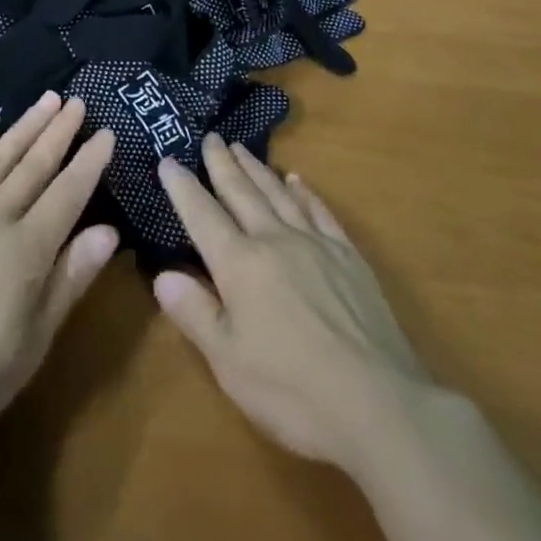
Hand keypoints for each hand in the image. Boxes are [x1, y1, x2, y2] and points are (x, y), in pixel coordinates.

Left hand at [0, 94, 116, 540]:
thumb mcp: (34, 344)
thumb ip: (70, 280)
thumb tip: (110, 231)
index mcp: (26, 250)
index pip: (68, 193)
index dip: (89, 162)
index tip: (106, 132)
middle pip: (33, 165)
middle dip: (59, 132)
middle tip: (77, 102)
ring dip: (23, 126)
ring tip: (46, 100)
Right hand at [155, 135, 540, 540]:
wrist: (378, 403)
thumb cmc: (293, 390)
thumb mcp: (229, 363)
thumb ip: (195, 313)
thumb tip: (162, 274)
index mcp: (240, 265)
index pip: (203, 216)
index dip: (183, 187)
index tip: (168, 159)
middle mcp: (274, 240)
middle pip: (242, 192)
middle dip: (222, 164)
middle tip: (210, 137)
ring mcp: (315, 243)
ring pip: (278, 193)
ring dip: (257, 168)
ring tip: (241, 148)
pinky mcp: (348, 256)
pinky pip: (320, 211)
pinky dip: (304, 191)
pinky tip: (296, 180)